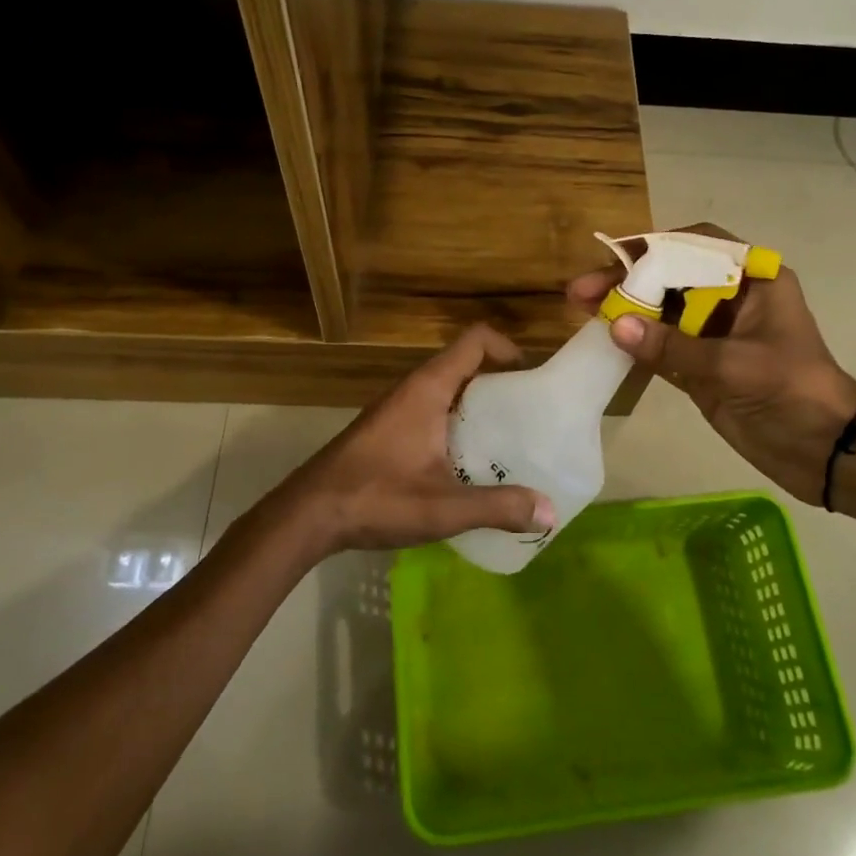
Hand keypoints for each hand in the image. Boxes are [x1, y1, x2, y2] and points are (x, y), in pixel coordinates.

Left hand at [272, 324, 557, 556]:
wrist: (307, 515)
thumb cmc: (375, 497)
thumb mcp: (443, 507)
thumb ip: (497, 507)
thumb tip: (549, 512)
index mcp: (428, 389)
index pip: (475, 341)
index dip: (507, 348)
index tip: (532, 379)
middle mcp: (412, 389)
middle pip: (465, 366)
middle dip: (500, 383)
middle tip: (530, 416)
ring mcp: (397, 410)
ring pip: (448, 392)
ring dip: (478, 408)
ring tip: (508, 442)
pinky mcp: (387, 432)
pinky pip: (432, 413)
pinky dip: (456, 426)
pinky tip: (467, 466)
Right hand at [568, 223, 855, 505]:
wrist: (825, 451)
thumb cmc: (793, 392)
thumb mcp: (734, 365)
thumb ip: (673, 346)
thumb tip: (616, 326)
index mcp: (753, 280)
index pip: (696, 246)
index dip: (653, 247)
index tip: (614, 258)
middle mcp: (731, 298)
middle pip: (670, 276)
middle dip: (627, 280)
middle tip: (581, 291)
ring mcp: (714, 333)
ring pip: (661, 310)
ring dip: (625, 309)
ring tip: (581, 309)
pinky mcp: (701, 365)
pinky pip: (660, 345)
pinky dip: (634, 342)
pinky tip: (603, 339)